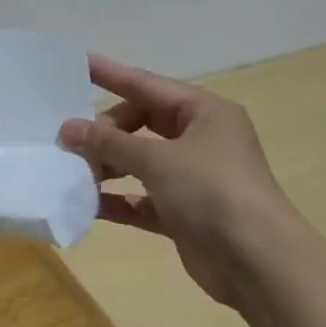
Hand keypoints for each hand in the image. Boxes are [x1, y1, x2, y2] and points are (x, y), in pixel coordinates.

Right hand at [57, 54, 289, 305]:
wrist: (258, 262)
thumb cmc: (212, 192)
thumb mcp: (158, 160)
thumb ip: (109, 143)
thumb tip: (67, 128)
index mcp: (203, 112)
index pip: (147, 85)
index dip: (110, 74)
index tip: (75, 64)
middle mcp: (199, 139)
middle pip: (140, 124)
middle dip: (105, 132)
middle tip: (70, 142)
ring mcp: (192, 178)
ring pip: (139, 162)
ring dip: (107, 167)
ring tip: (73, 174)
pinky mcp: (183, 213)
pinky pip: (141, 198)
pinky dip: (117, 199)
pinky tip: (87, 205)